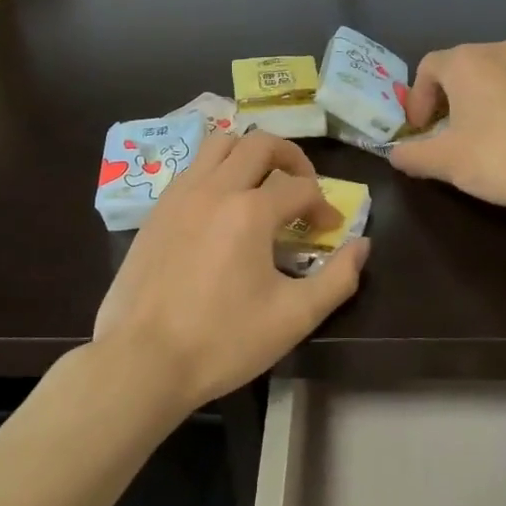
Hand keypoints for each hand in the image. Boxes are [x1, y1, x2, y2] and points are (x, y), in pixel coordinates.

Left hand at [93, 132, 369, 411]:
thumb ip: (338, 278)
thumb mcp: (294, 318)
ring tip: (262, 184)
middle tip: (303, 188)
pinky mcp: (156, 211)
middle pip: (260, 144)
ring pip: (219, 144)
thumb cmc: (223, 341)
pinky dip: (216, 171)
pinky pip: (192, 169)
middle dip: (291, 159)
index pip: (301, 188)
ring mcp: (179, 195)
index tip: (330, 232)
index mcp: (250, 211)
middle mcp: (214, 189)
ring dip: (249, 154)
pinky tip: (222, 207)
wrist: (143, 361)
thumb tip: (361, 246)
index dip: (325, 206)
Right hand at [391, 42, 505, 215]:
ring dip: (489, 98)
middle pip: (465, 68)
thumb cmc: (501, 158)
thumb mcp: (445, 163)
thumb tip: (396, 154)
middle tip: (452, 133)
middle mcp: (502, 50)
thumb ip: (412, 155)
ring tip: (493, 133)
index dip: (417, 99)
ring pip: (503, 75)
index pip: (428, 68)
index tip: (420, 130)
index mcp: (466, 62)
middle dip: (452, 97)